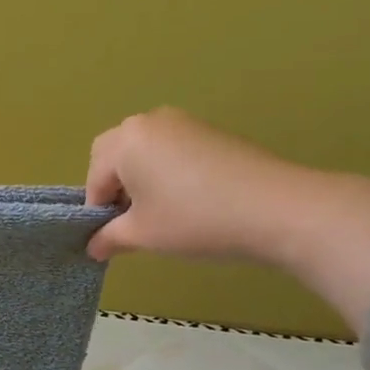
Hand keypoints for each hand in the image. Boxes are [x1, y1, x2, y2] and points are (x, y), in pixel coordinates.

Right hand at [84, 108, 329, 264]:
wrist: (276, 208)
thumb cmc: (196, 220)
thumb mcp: (145, 235)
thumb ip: (110, 237)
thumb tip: (93, 246)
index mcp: (125, 141)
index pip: (94, 177)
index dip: (97, 210)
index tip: (112, 237)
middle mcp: (147, 122)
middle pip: (113, 154)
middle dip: (113, 186)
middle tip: (132, 220)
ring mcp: (181, 122)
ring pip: (142, 149)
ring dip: (140, 177)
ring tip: (162, 211)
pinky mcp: (208, 130)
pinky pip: (170, 147)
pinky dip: (166, 170)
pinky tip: (189, 198)